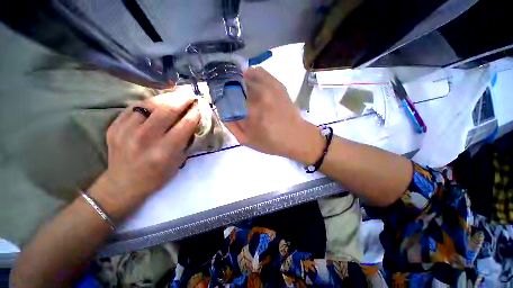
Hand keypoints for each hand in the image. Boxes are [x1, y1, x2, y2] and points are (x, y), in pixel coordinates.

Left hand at [92, 94, 199, 215]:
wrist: (123, 184)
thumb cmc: (157, 176)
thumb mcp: (178, 161)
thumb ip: (186, 140)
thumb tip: (194, 120)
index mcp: (164, 151)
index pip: (185, 124)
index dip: (196, 112)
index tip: (202, 104)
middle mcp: (145, 139)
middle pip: (168, 110)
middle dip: (183, 98)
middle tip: (191, 92)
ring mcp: (126, 131)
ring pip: (150, 104)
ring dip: (167, 97)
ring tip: (178, 93)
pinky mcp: (115, 126)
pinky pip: (135, 107)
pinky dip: (150, 102)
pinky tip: (159, 101)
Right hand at [225, 67, 323, 164]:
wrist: (296, 137)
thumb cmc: (270, 142)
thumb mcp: (246, 140)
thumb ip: (231, 124)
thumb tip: (221, 108)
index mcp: (249, 110)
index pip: (226, 94)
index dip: (219, 93)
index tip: (217, 97)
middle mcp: (258, 94)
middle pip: (235, 81)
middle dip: (227, 85)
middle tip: (227, 92)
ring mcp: (269, 87)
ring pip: (246, 74)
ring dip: (238, 78)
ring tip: (237, 85)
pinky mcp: (277, 84)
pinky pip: (259, 71)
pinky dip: (251, 73)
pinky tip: (250, 80)